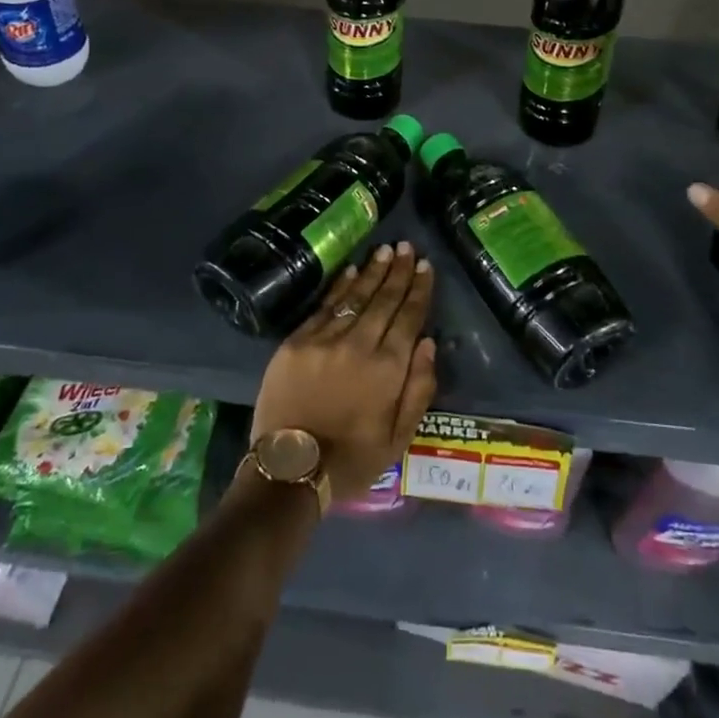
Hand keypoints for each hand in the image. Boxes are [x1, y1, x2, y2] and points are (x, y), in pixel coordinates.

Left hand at [249, 241, 438, 497]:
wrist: (290, 470)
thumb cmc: (352, 460)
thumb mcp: (399, 438)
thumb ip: (419, 389)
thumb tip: (428, 342)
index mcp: (388, 369)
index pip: (409, 317)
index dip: (419, 289)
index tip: (425, 266)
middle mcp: (359, 344)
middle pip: (383, 299)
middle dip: (398, 271)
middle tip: (407, 247)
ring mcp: (324, 340)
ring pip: (354, 296)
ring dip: (372, 271)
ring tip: (385, 250)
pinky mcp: (296, 342)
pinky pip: (324, 306)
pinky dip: (340, 286)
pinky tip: (351, 270)